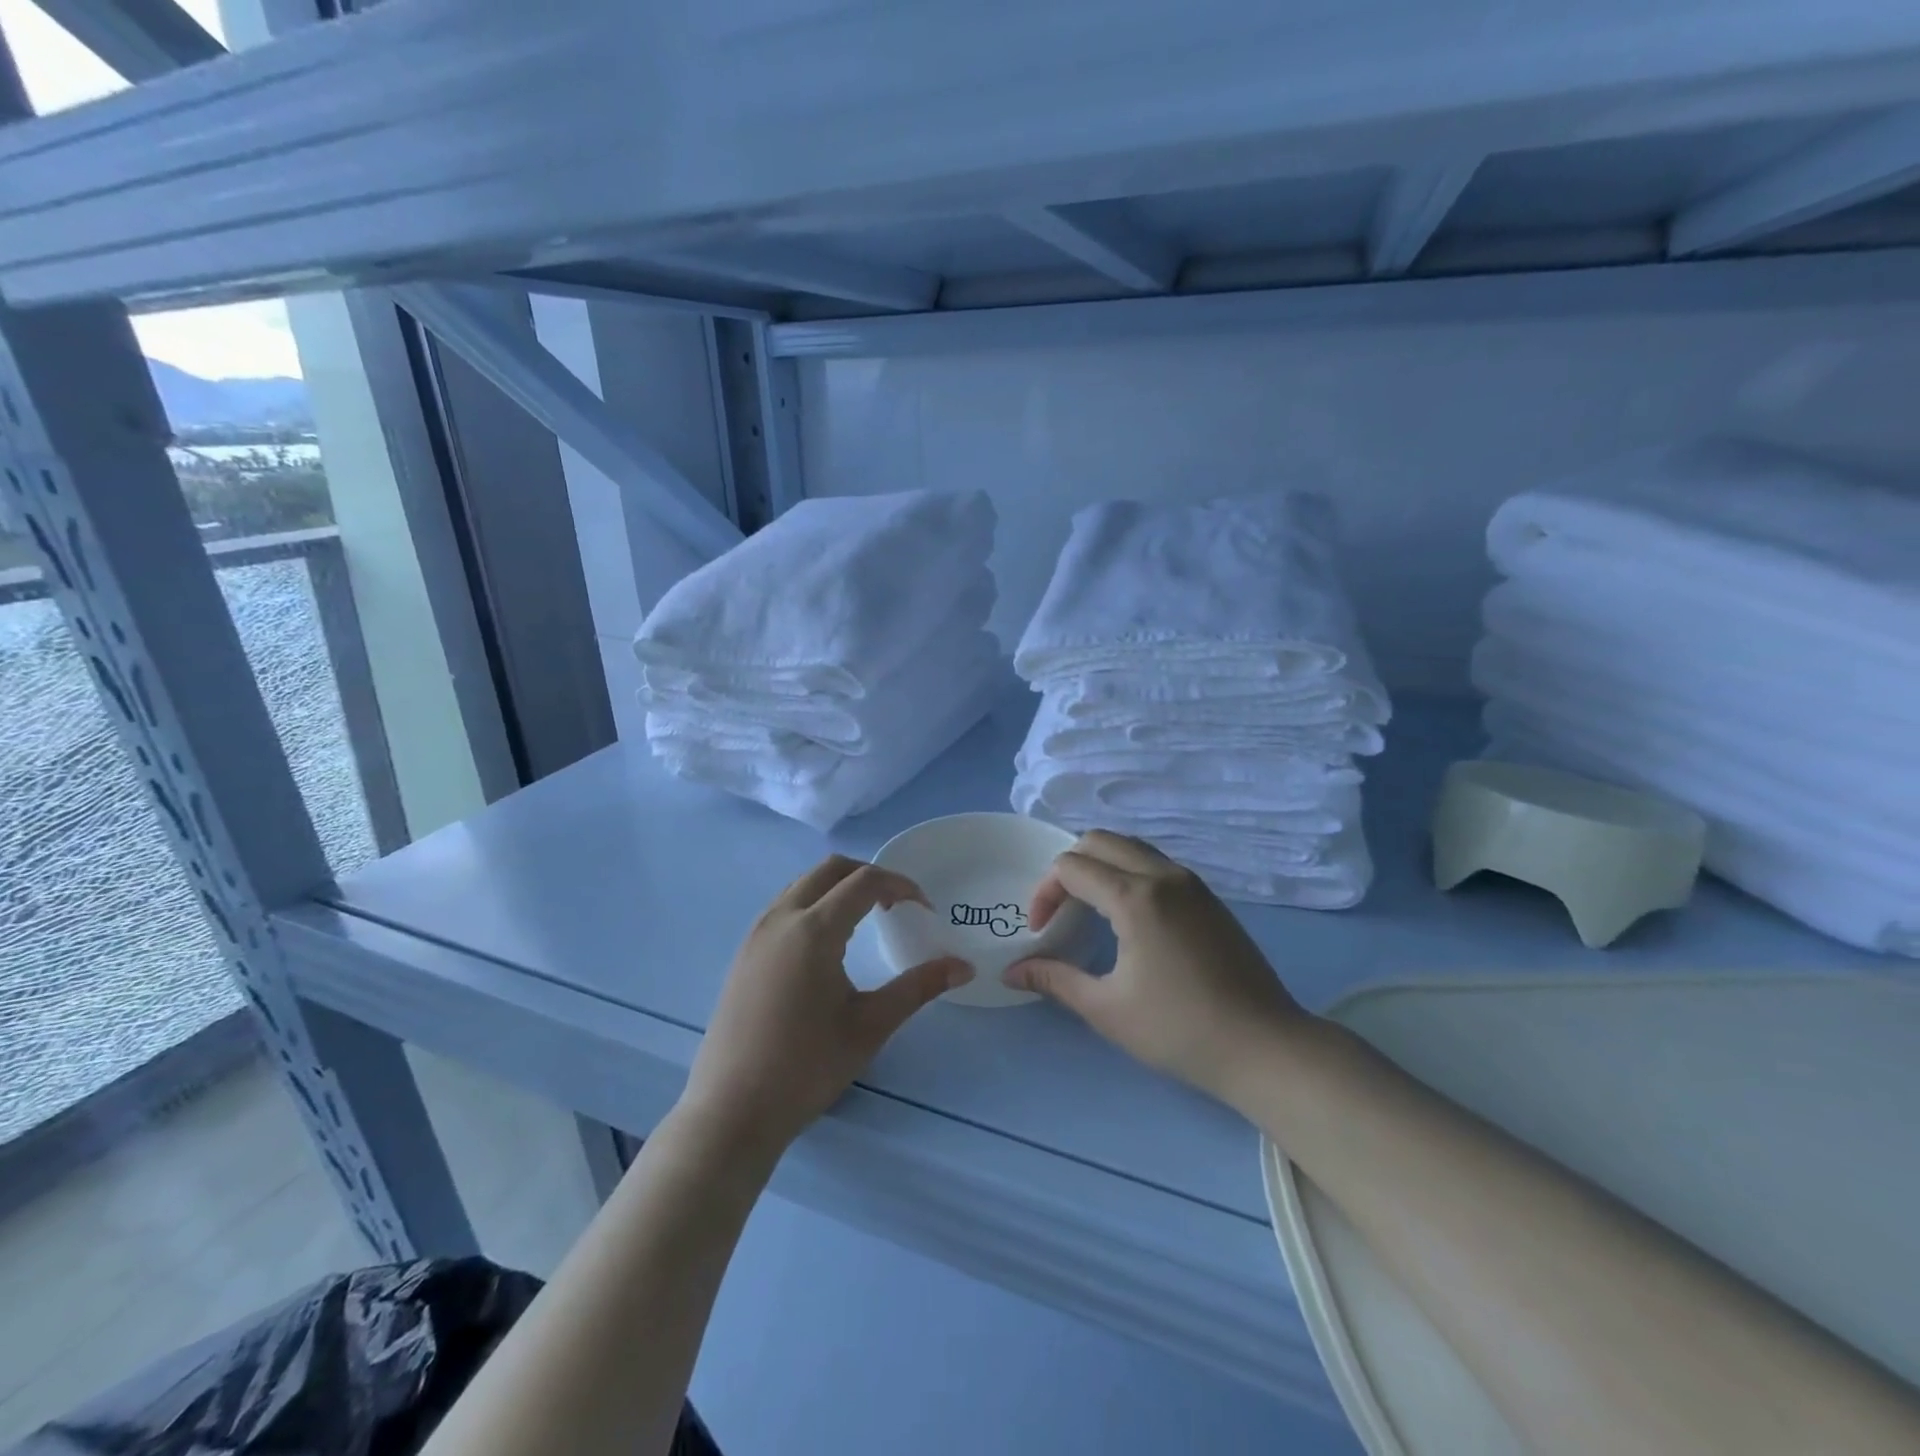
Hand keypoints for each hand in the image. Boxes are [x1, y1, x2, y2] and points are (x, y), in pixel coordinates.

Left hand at [679, 855, 971, 1158]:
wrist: (731, 1110)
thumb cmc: (807, 1067)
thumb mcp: (871, 1025)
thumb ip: (918, 987)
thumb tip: (964, 967)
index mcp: (814, 929)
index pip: (865, 882)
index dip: (901, 886)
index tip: (925, 909)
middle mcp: (781, 918)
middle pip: (830, 869)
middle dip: (869, 875)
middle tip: (896, 904)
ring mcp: (756, 933)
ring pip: (802, 884)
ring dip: (838, 887)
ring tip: (865, 919)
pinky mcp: (744, 953)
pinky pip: (784, 906)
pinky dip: (813, 903)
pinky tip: (826, 944)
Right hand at [1005, 831, 1307, 1105]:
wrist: (1264, 1047)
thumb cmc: (1179, 1030)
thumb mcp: (1106, 1009)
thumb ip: (1054, 980)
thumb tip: (1011, 972)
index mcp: (1135, 896)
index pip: (1071, 867)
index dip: (1044, 893)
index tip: (1041, 932)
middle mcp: (1163, 875)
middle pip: (1099, 841)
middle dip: (1068, 868)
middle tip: (1060, 911)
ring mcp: (1192, 883)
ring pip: (1131, 847)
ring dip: (1100, 865)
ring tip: (1088, 909)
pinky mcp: (1209, 897)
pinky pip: (1156, 864)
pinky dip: (1128, 873)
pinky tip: (1127, 917)